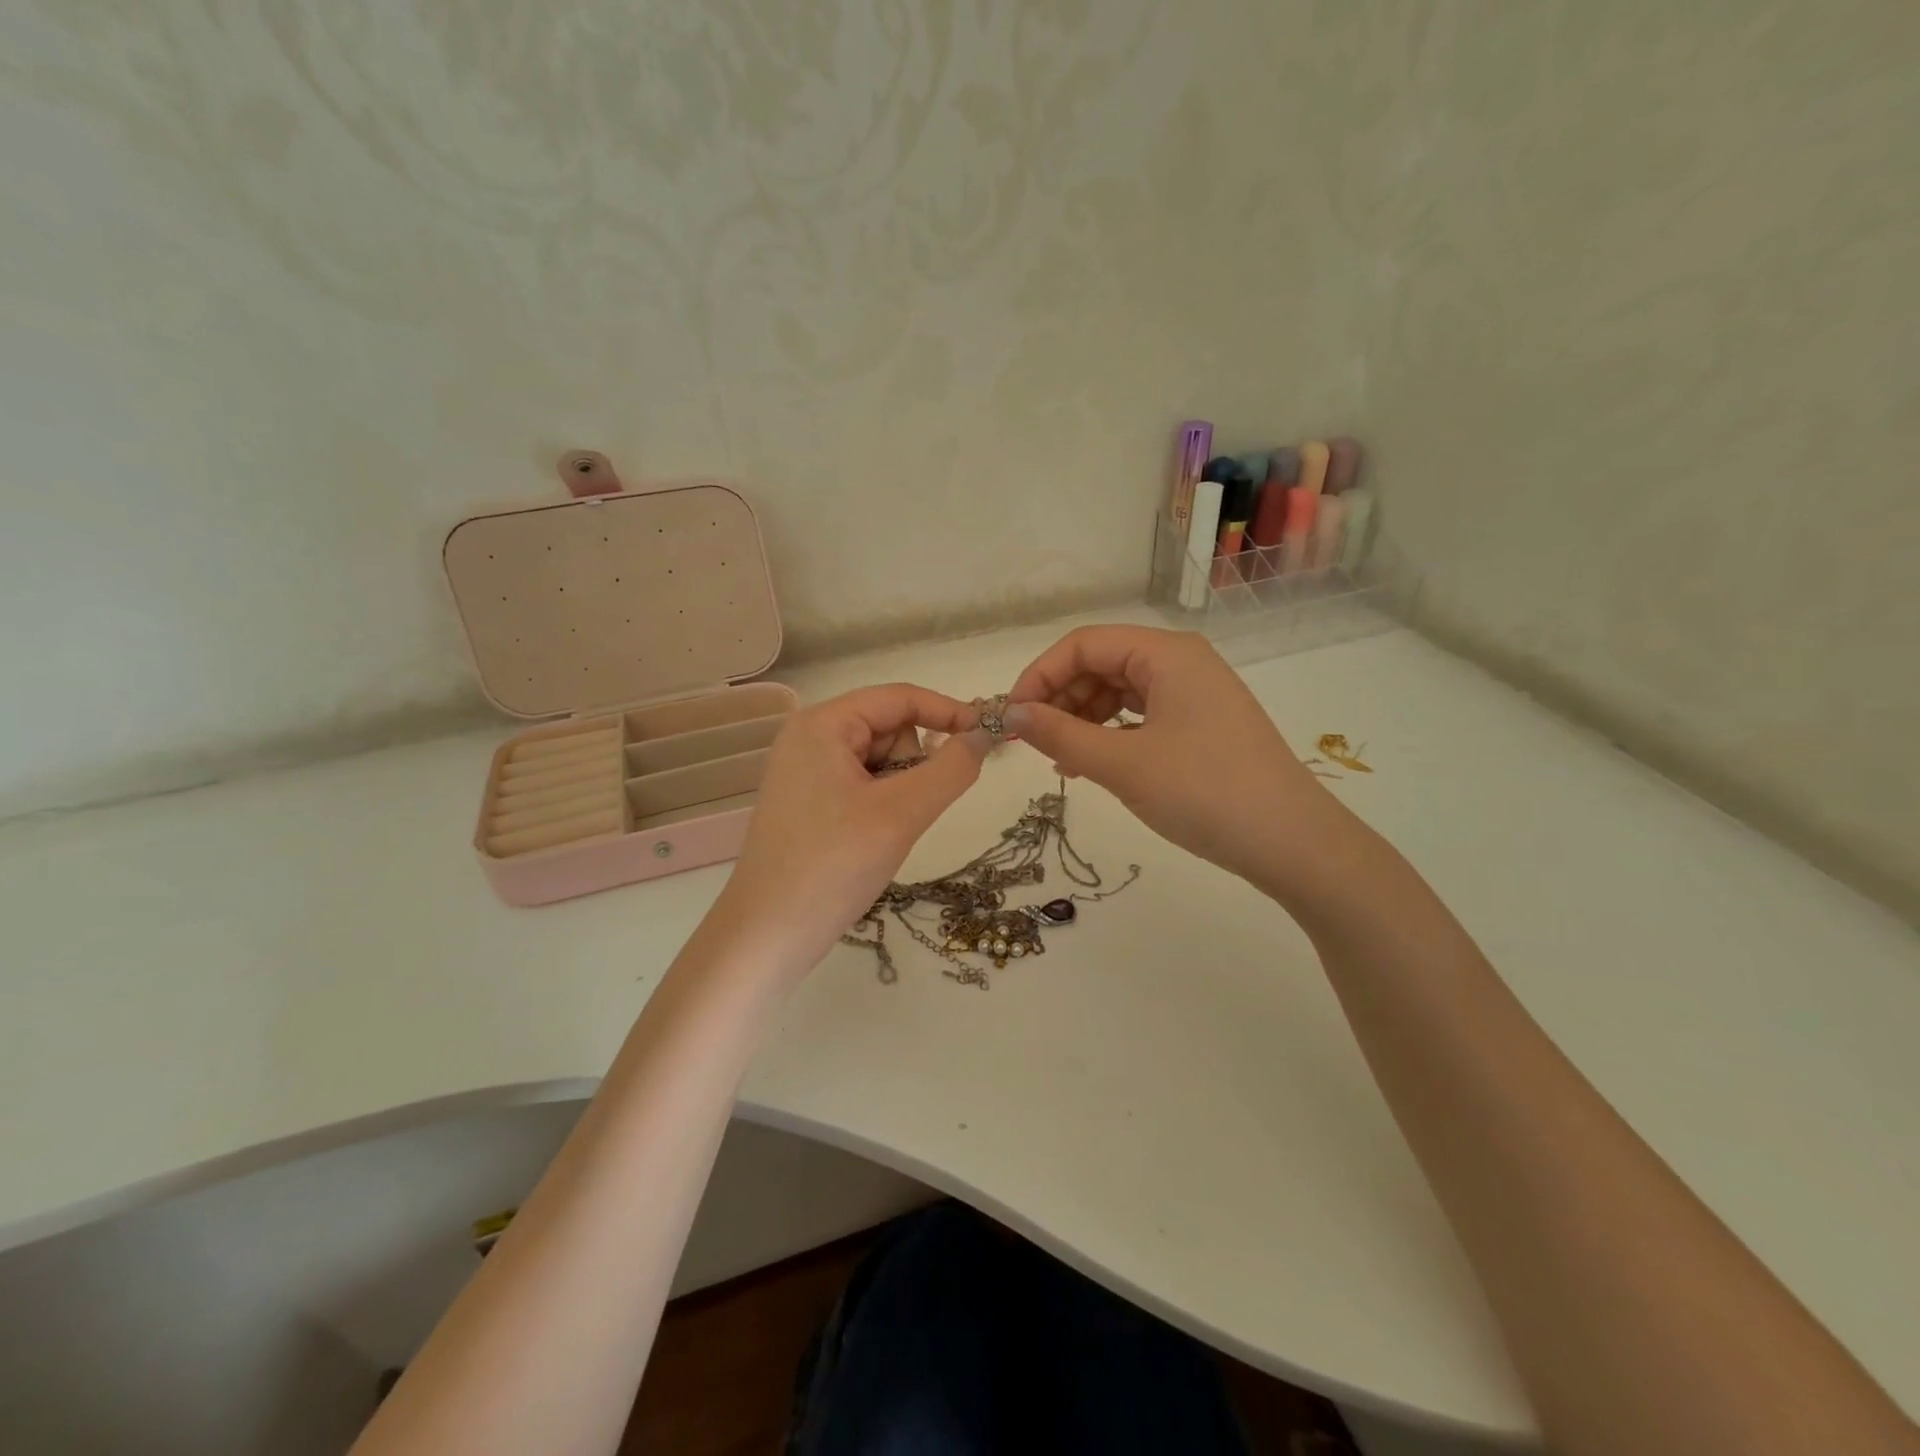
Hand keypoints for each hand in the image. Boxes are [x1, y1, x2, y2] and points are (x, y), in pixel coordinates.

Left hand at [714, 684, 989, 981]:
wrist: (766, 936)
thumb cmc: (833, 866)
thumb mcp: (902, 813)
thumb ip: (950, 769)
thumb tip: (983, 735)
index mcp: (823, 725)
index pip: (900, 697)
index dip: (948, 712)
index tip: (989, 737)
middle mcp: (809, 738)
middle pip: (889, 729)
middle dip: (912, 765)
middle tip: (905, 811)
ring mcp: (805, 772)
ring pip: (880, 762)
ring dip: (899, 791)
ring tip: (883, 832)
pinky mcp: (807, 803)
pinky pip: (862, 786)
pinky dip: (881, 807)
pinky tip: (870, 841)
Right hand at [1004, 626, 1337, 895]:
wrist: (1292, 843)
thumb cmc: (1204, 793)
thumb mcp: (1123, 764)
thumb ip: (1060, 735)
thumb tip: (1009, 715)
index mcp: (1166, 653)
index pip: (1083, 644)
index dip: (1040, 675)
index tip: (1012, 718)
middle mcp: (1181, 662)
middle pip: (1102, 663)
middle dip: (1061, 698)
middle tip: (1034, 743)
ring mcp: (1195, 693)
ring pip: (1120, 692)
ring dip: (1082, 720)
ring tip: (1062, 761)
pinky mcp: (1201, 724)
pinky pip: (1141, 716)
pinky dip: (1111, 735)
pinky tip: (1093, 766)